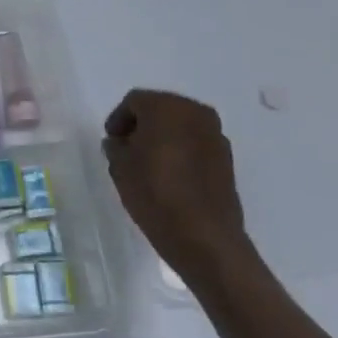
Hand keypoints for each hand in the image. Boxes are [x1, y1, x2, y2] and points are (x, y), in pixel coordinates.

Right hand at [102, 90, 251, 280]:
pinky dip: (181, 150)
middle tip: (127, 149)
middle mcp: (195, 112)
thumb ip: (115, 146)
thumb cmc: (154, 192)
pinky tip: (170, 174)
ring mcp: (215, 135)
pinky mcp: (227, 158)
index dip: (118, 119)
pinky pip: (196, 143)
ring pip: (180, 125)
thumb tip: (120, 142)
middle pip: (160, 108)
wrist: (203, 236)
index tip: (110, 142)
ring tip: (148, 163)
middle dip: (142, 125)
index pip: (134, 101)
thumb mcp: (120, 166)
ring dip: (163, 137)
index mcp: (166, 107)